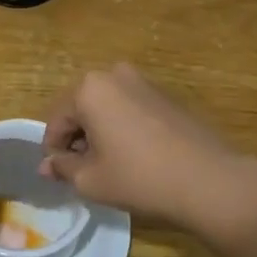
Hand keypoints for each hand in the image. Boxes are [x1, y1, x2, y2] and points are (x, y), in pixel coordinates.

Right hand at [40, 64, 256, 243]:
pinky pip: (130, 109)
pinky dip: (123, 129)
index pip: (57, 120)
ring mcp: (144, 82)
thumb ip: (63, 167)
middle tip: (83, 172)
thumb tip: (47, 165)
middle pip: (81, 109)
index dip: (54, 150)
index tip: (59, 175)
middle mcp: (114, 75)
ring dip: (100, 133)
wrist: (210, 181)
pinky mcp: (166, 96)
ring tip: (110, 167)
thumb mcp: (91, 180)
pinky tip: (135, 158)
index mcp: (89, 89)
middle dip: (78, 139)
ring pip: (106, 108)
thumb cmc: (140, 178)